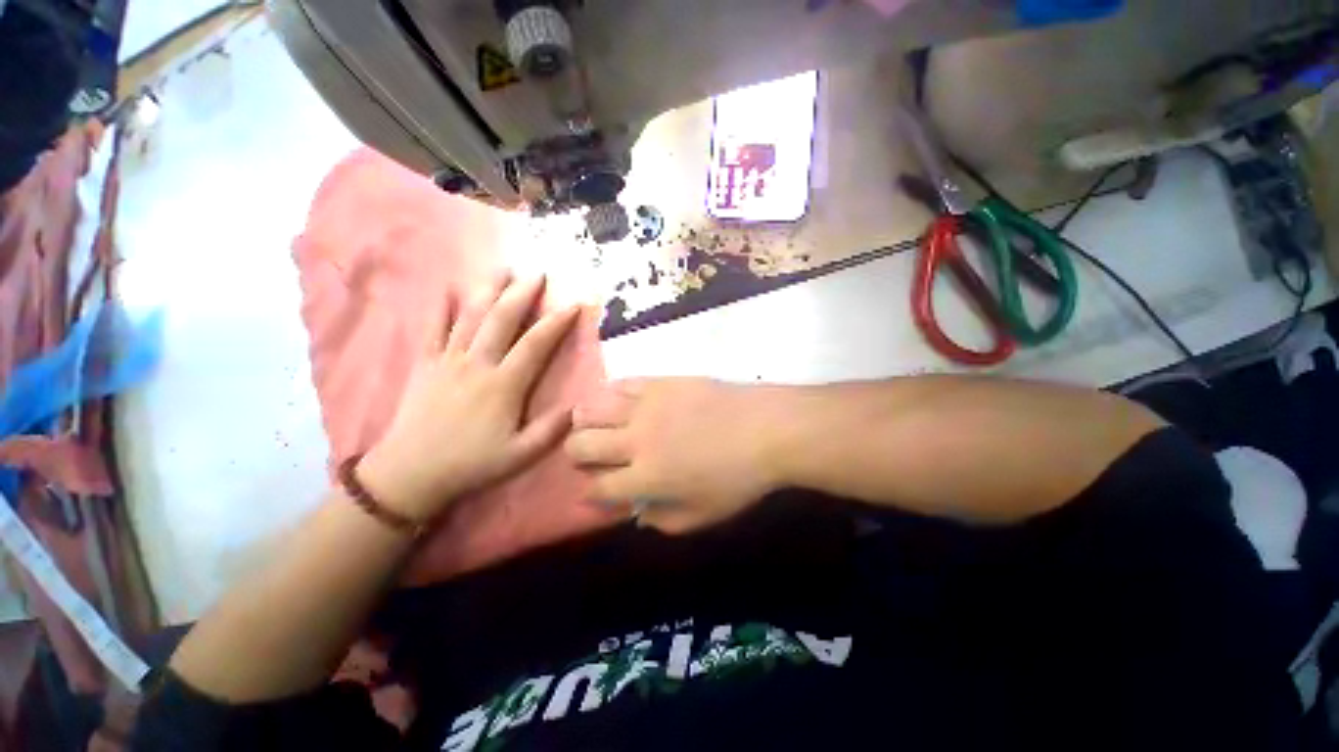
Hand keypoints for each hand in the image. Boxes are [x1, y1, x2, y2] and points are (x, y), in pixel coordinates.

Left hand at [359, 275, 579, 521]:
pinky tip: (448, 288)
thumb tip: (579, 407)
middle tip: (538, 274)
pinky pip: (432, 329)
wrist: (410, 473)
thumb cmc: (472, 463)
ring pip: (470, 317)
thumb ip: (552, 430)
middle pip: (501, 320)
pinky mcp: (425, 364)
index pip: (535, 345)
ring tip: (502, 270)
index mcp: (503, 385)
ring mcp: (447, 361)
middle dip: (522, 294)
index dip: (556, 323)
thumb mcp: (521, 454)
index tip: (573, 305)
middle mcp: (476, 364)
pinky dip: (440, 307)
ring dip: (488, 291)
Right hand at [564, 378, 782, 533]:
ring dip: (585, 419)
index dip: (588, 491)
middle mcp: (635, 440)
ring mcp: (646, 406)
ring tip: (591, 422)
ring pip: (593, 408)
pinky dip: (611, 392)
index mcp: (645, 477)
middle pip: (582, 444)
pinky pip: (622, 383)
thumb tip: (637, 515)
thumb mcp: (703, 515)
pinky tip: (615, 398)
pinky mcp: (660, 382)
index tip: (591, 490)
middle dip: (576, 453)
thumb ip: (664, 521)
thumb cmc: (739, 478)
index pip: (598, 487)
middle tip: (586, 454)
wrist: (766, 428)